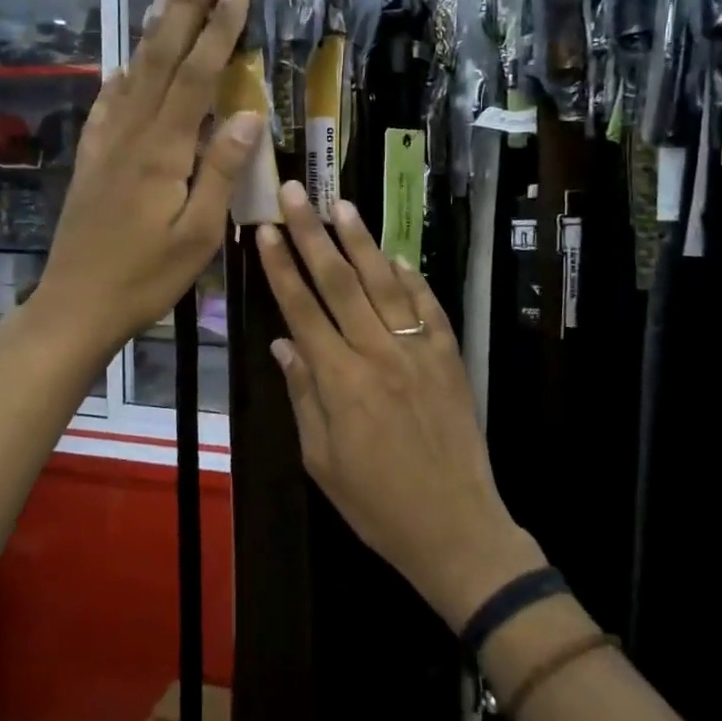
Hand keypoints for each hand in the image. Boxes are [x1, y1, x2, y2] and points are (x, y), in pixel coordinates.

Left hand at [34, 0, 260, 361]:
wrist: (76, 304)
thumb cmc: (146, 277)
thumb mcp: (198, 234)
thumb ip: (221, 171)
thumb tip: (248, 113)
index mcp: (163, 150)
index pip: (197, 76)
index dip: (219, 29)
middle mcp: (132, 133)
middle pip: (162, 58)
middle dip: (186, 7)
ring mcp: (106, 142)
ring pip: (133, 72)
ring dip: (155, 30)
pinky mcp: (92, 158)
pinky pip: (108, 103)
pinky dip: (122, 73)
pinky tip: (126, 61)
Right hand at [256, 181, 544, 628]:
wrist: (455, 526)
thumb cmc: (376, 502)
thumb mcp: (321, 459)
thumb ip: (304, 395)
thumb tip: (285, 344)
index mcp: (341, 381)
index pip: (302, 309)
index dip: (281, 267)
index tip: (266, 231)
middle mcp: (379, 354)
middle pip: (340, 283)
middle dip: (314, 234)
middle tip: (297, 193)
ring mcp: (419, 352)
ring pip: (386, 284)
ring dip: (362, 242)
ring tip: (343, 205)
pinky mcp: (449, 358)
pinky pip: (428, 308)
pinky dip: (411, 279)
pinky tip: (396, 256)